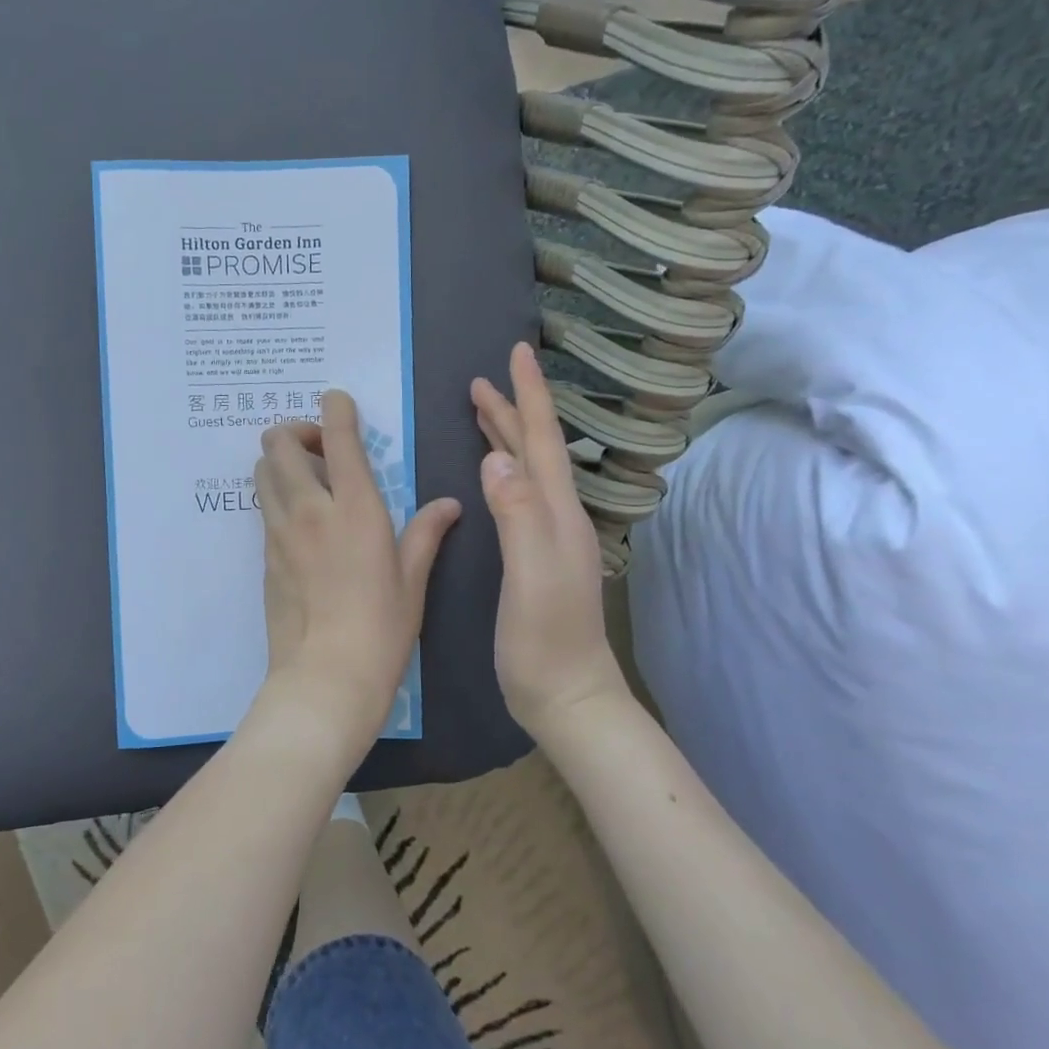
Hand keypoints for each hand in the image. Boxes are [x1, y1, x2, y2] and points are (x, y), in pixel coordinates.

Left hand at [253, 390, 460, 751]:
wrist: (325, 677)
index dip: (335, 408)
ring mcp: (279, 532)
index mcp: (355, 508)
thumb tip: (449, 504)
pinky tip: (301, 522)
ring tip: (308, 483)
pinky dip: (276, 496)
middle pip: (278, 442)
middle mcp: (309, 509)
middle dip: (295, 431)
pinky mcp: (264, 556)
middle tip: (321, 453)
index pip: (336, 437)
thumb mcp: (413, 579)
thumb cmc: (381, 629)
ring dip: (280, 461)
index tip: (338, 401)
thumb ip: (426, 532)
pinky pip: (264, 508)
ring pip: (262, 470)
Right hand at [471, 342, 628, 736]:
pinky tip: (492, 472)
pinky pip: (519, 495)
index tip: (518, 353)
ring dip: (508, 436)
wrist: (566, 695)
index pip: (543, 441)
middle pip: (535, 450)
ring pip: (528, 471)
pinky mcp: (535, 555)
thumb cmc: (545, 640)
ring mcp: (549, 537)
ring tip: (484, 412)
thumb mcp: (531, 576)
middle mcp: (558, 516)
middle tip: (482, 380)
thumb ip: (519, 516)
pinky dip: (504, 469)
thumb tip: (496, 458)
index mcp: (557, 513)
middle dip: (512, 410)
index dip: (529, 396)